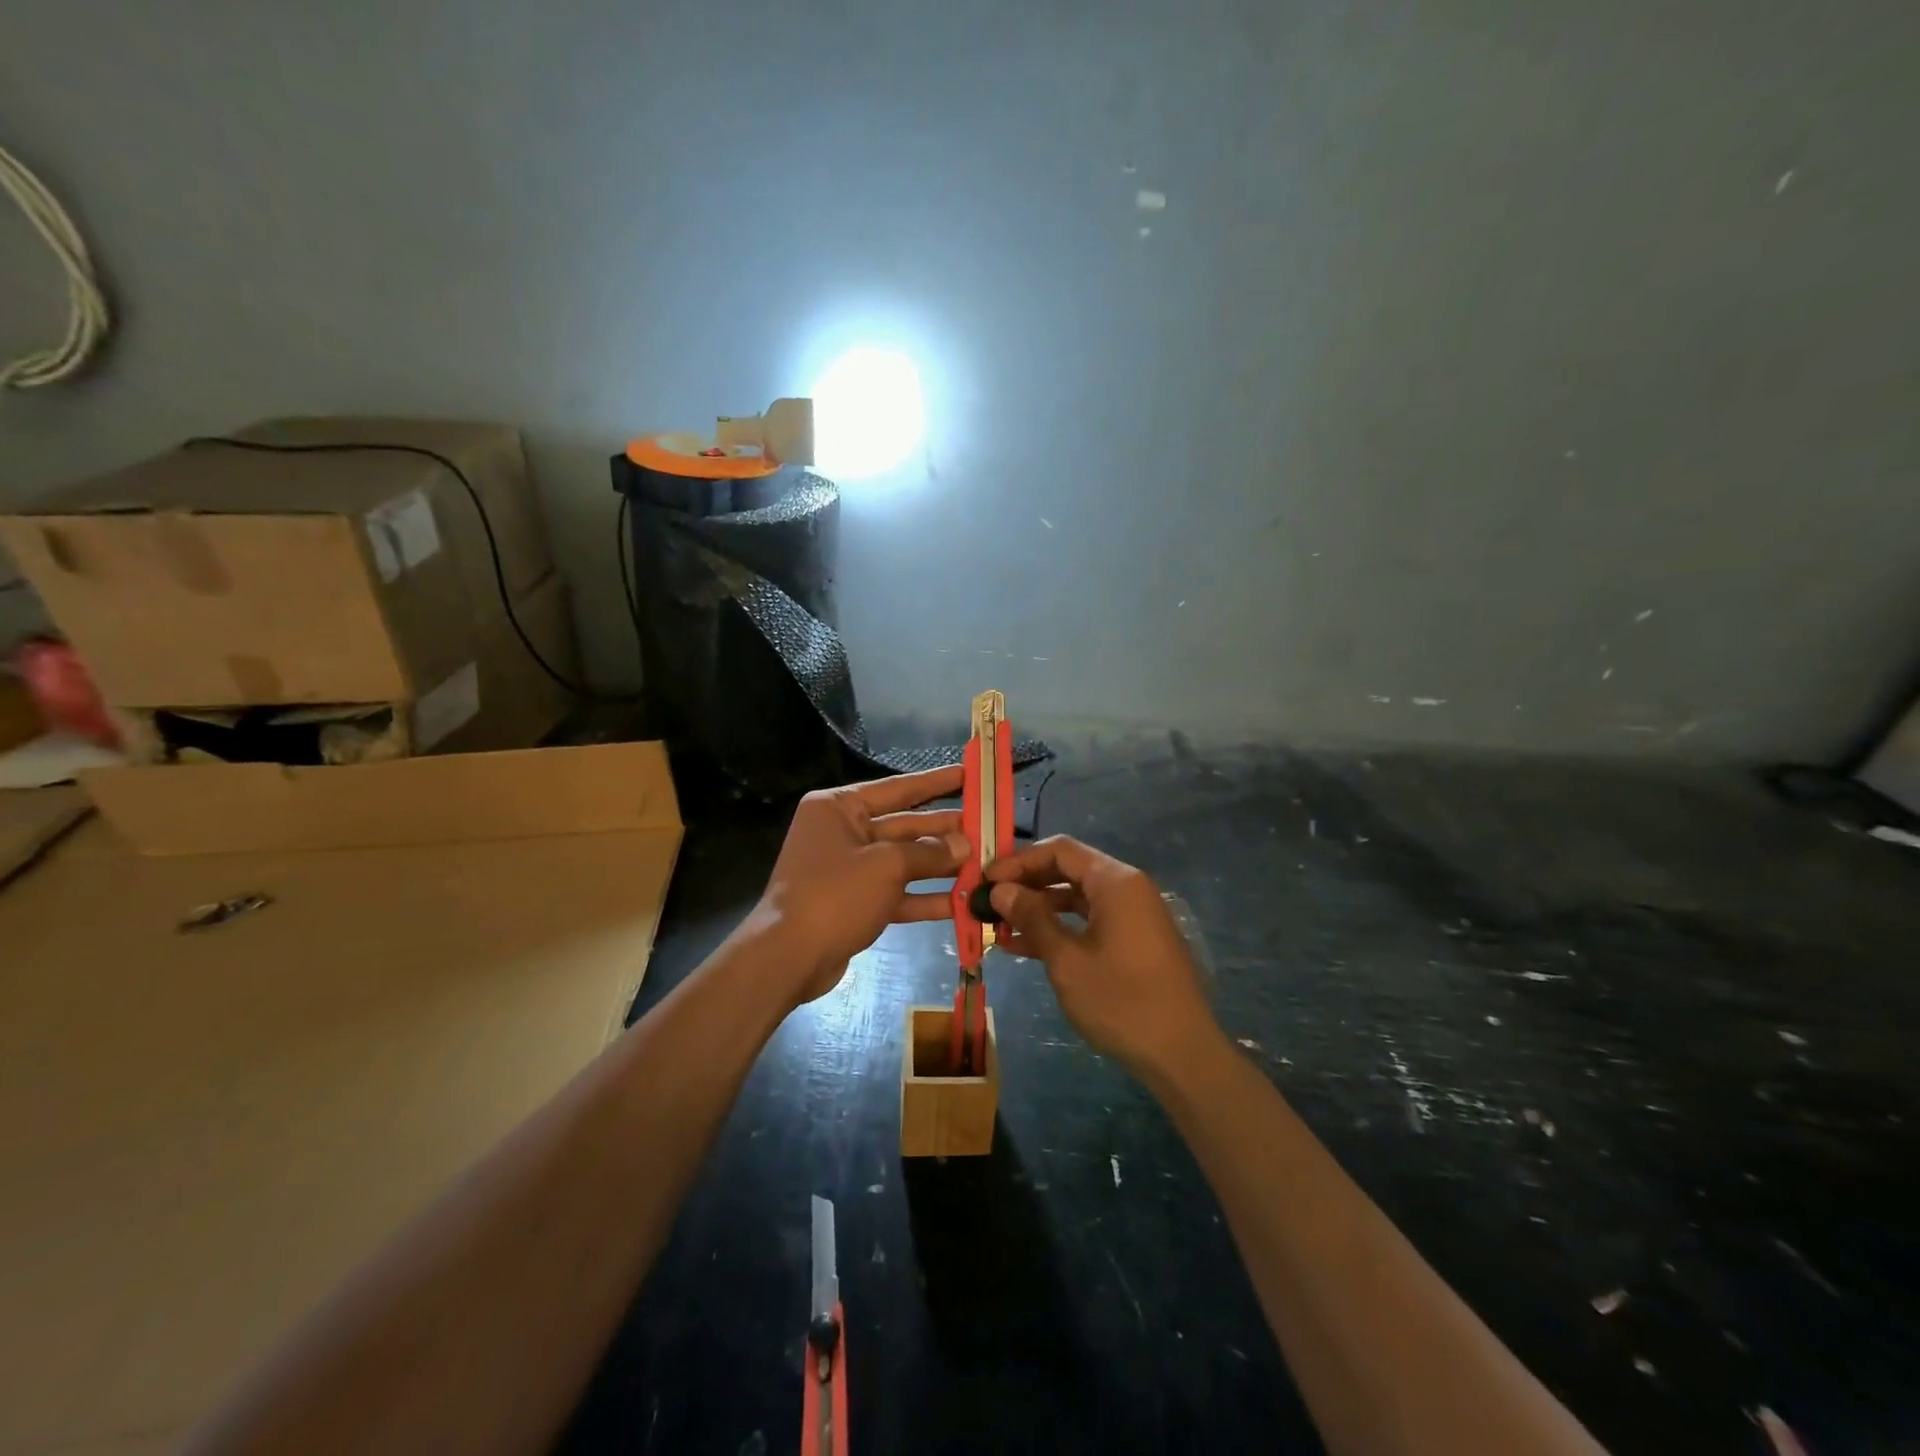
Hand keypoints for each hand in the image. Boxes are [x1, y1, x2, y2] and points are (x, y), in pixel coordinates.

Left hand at [754, 764, 969, 1004]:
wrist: (789, 957)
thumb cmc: (835, 894)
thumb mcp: (886, 865)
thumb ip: (929, 852)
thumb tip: (964, 845)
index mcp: (839, 807)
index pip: (897, 788)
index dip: (935, 782)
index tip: (968, 774)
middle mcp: (842, 832)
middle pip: (904, 826)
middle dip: (944, 830)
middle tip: (987, 828)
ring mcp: (849, 869)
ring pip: (904, 861)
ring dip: (941, 865)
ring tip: (982, 864)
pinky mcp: (856, 903)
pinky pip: (897, 893)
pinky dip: (925, 898)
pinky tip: (962, 903)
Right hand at [985, 835, 1222, 1080]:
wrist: (1183, 1054)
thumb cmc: (1121, 1001)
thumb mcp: (1067, 959)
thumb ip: (1032, 918)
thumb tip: (1000, 890)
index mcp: (1115, 881)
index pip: (1060, 850)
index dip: (1019, 861)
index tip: (986, 879)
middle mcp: (1127, 888)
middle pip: (1069, 870)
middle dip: (1027, 884)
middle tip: (989, 901)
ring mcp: (1134, 915)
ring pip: (1077, 898)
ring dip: (1040, 909)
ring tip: (999, 926)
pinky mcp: (1135, 940)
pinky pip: (1091, 921)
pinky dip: (1061, 928)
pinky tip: (1026, 947)